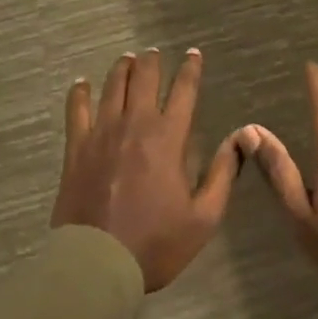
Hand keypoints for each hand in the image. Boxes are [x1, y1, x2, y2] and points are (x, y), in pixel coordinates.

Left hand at [52, 48, 246, 292]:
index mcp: (169, 137)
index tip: (193, 54)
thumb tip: (240, 138)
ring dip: (122, 68)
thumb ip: (223, 174)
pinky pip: (77, 109)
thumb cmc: (155, 243)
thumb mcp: (203, 217)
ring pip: (114, 86)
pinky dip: (80, 92)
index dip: (191, 69)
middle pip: (145, 77)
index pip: (184, 90)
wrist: (97, 264)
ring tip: (127, 59)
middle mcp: (136, 123)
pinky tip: (82, 83)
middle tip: (154, 54)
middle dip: (152, 61)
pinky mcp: (77, 147)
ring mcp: (102, 132)